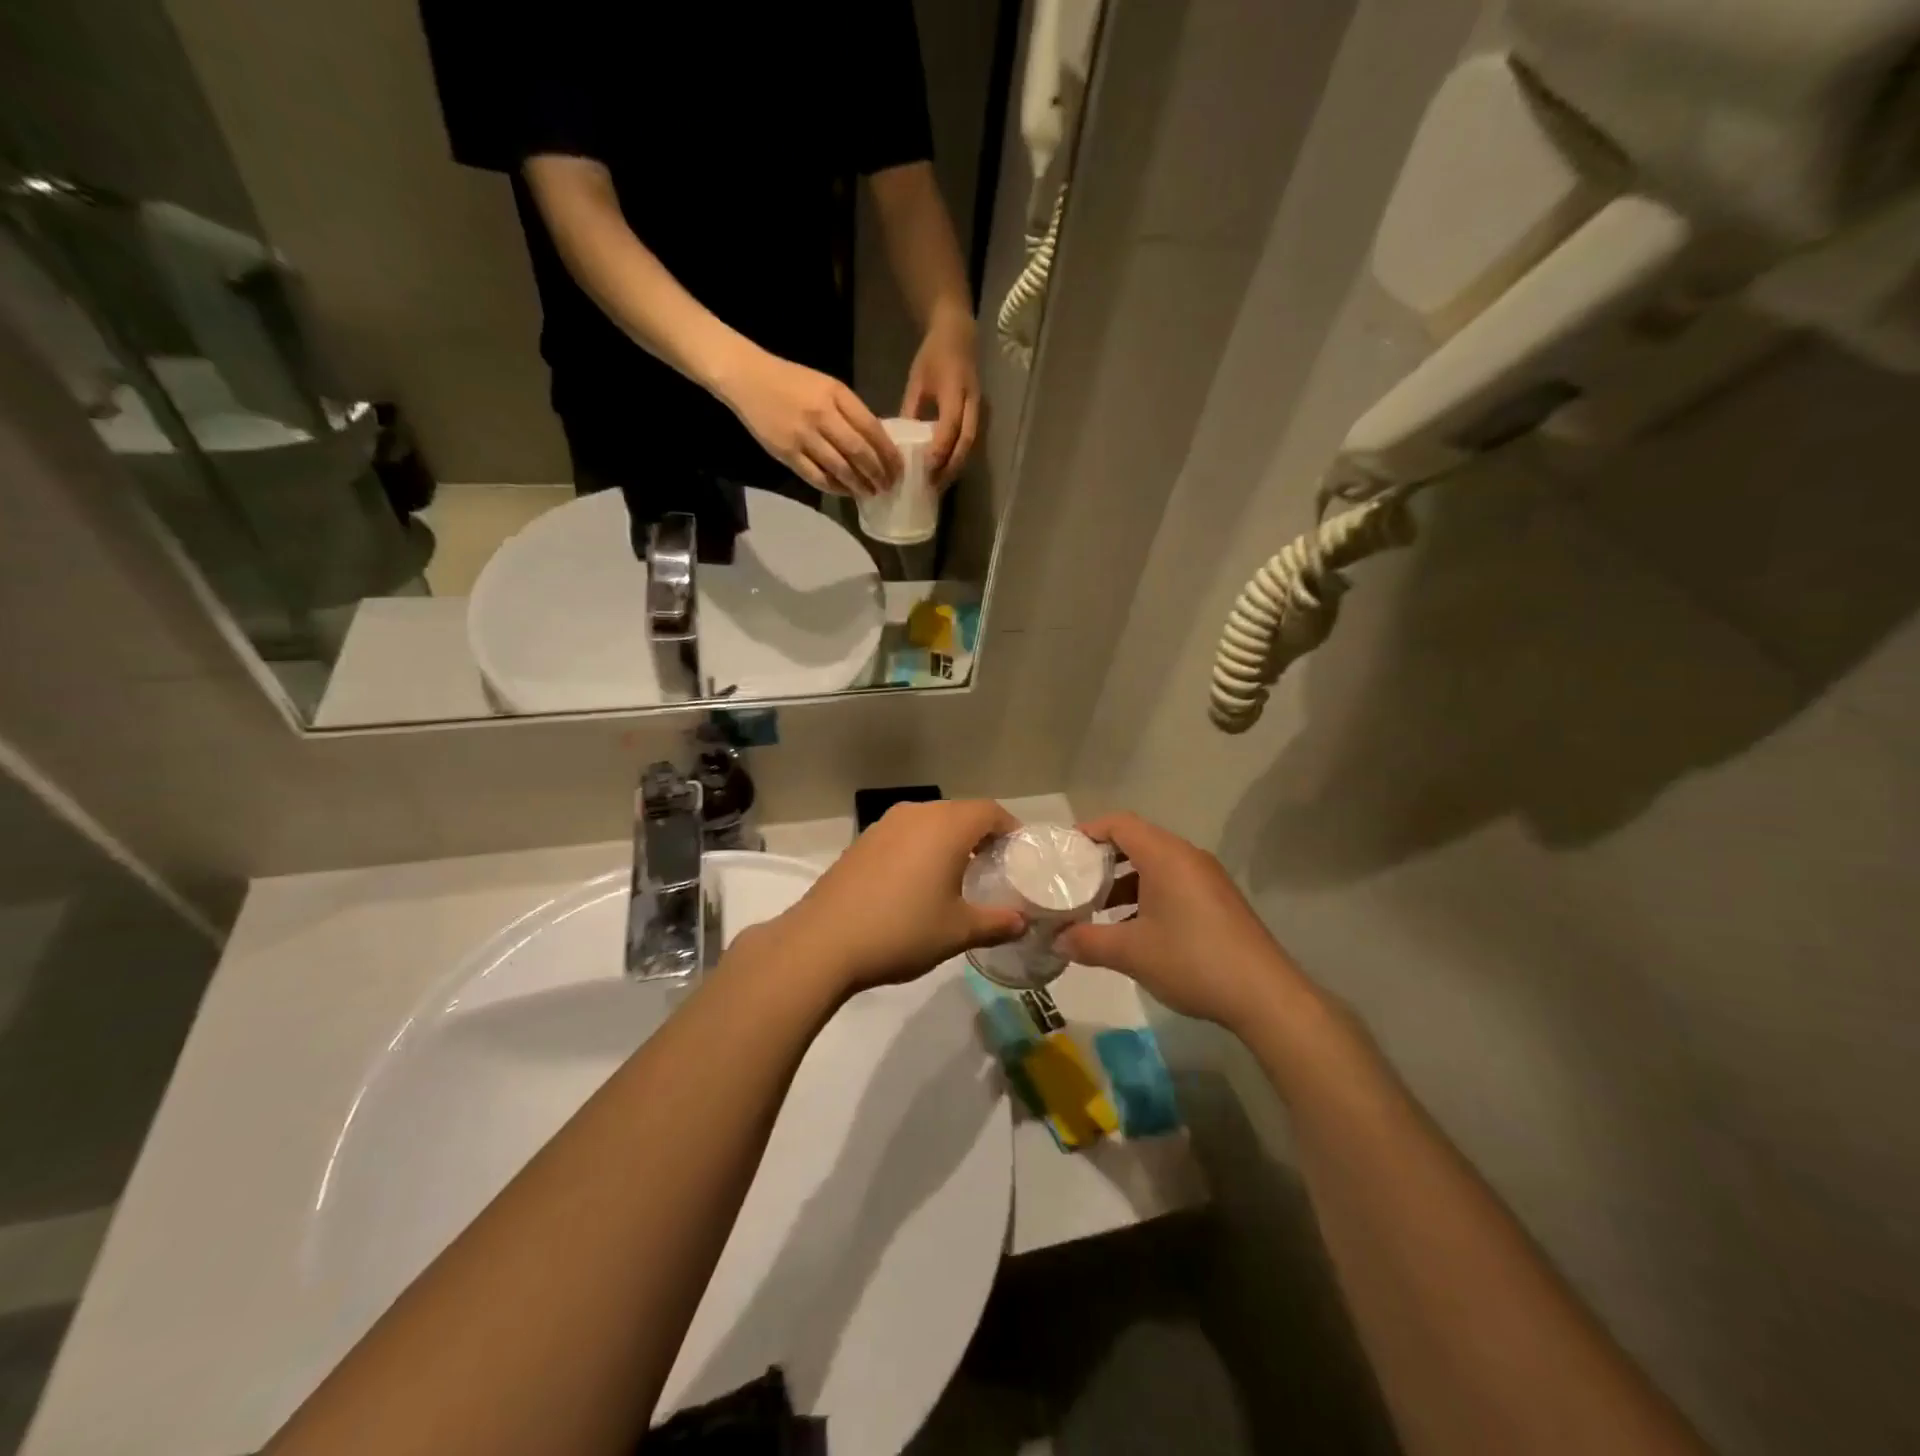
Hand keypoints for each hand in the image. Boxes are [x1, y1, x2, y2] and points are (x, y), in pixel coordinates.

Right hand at [720, 347, 901, 496]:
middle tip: (888, 486)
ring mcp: (803, 435)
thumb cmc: (792, 381)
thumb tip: (876, 444)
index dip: (888, 453)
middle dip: (878, 473)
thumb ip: (850, 412)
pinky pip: (817, 476)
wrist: (747, 377)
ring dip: (859, 484)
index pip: (872, 429)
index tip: (898, 468)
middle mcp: (822, 415)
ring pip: (840, 468)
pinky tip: (846, 491)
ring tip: (871, 493)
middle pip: (859, 451)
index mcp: (836, 394)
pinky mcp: (787, 453)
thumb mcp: (826, 386)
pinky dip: (835, 487)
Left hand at [776, 799, 1025, 994]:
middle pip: (960, 813)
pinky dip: (921, 848)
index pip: (990, 811)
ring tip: (957, 876)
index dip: (1010, 830)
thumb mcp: (958, 931)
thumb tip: (1022, 922)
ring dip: (948, 841)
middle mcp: (916, 814)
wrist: (824, 941)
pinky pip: (905, 834)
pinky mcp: (862, 842)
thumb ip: (997, 923)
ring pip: (930, 822)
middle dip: (981, 835)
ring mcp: (884, 825)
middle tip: (993, 868)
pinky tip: (918, 883)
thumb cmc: (902, 930)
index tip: (1019, 856)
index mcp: (946, 826)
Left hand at [901, 308, 979, 488]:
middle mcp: (972, 402)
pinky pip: (970, 443)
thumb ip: (911, 410)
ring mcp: (979, 410)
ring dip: (955, 468)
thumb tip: (898, 443)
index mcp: (955, 389)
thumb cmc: (933, 356)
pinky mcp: (979, 416)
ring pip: (970, 447)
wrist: (959, 335)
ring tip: (938, 485)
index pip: (950, 426)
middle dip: (950, 467)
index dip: (940, 449)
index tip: (925, 468)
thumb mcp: (917, 381)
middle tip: (932, 486)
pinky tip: (945, 471)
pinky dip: (958, 459)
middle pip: (965, 443)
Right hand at [1054, 813, 1310, 1032]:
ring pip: (1156, 865)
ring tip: (1099, 909)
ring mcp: (1207, 878)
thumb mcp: (1131, 953)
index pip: (1120, 824)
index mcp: (1165, 856)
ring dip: (1125, 881)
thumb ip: (1088, 942)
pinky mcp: (1219, 901)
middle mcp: (1188, 857)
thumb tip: (1056, 940)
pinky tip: (1135, 929)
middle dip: (1103, 859)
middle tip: (1075, 881)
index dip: (1089, 831)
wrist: (1265, 996)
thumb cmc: (1192, 961)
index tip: (1063, 851)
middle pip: (1138, 841)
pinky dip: (1148, 894)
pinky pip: (1174, 882)